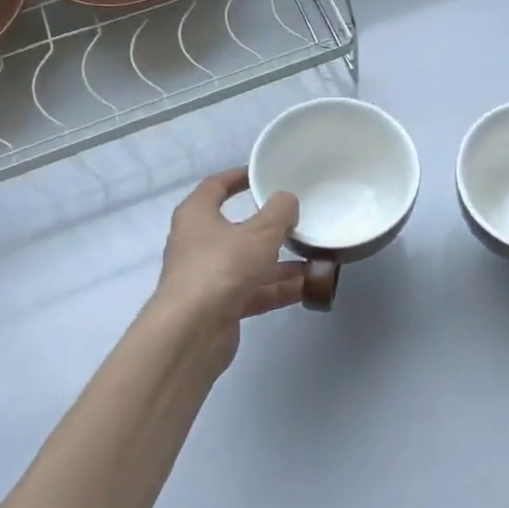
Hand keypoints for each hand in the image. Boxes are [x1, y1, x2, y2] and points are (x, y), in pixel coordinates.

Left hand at [149, 169, 304, 365]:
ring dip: (281, 262)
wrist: (192, 333)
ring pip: (250, 262)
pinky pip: (255, 290)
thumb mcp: (259, 233)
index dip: (238, 177)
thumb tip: (287, 200)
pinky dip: (278, 287)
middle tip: (299, 219)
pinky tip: (309, 286)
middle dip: (270, 227)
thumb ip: (279, 212)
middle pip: (237, 227)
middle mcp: (198, 243)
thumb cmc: (221, 268)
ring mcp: (209, 277)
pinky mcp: (220, 306)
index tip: (263, 175)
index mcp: (197, 215)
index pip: (216, 186)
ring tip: (316, 257)